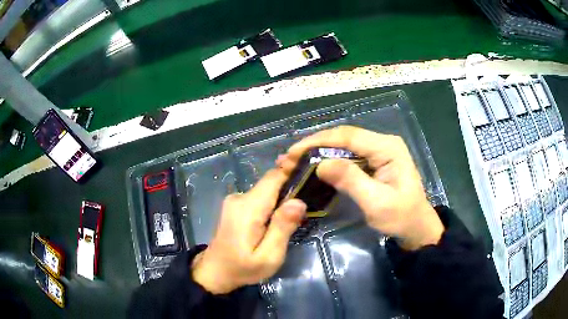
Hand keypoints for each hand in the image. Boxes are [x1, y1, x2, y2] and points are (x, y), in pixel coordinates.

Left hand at [192, 169, 305, 293]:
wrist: (215, 272)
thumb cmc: (243, 268)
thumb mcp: (268, 257)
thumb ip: (282, 228)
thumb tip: (299, 201)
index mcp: (248, 208)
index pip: (273, 178)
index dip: (292, 169)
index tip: (312, 166)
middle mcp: (240, 198)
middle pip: (271, 184)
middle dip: (290, 189)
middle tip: (309, 203)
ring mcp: (235, 201)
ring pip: (265, 192)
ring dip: (281, 200)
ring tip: (295, 216)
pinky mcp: (234, 206)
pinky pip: (258, 199)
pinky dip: (271, 205)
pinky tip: (276, 221)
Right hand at [278, 126, 443, 250]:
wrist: (415, 228)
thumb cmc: (400, 218)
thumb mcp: (377, 202)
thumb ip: (351, 180)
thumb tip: (321, 164)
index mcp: (387, 147)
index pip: (348, 136)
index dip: (318, 141)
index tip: (293, 152)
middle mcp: (382, 143)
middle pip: (343, 137)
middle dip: (313, 146)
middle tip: (288, 159)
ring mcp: (378, 151)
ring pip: (342, 145)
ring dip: (318, 153)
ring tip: (294, 162)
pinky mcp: (373, 161)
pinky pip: (347, 156)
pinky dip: (328, 161)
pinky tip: (313, 167)